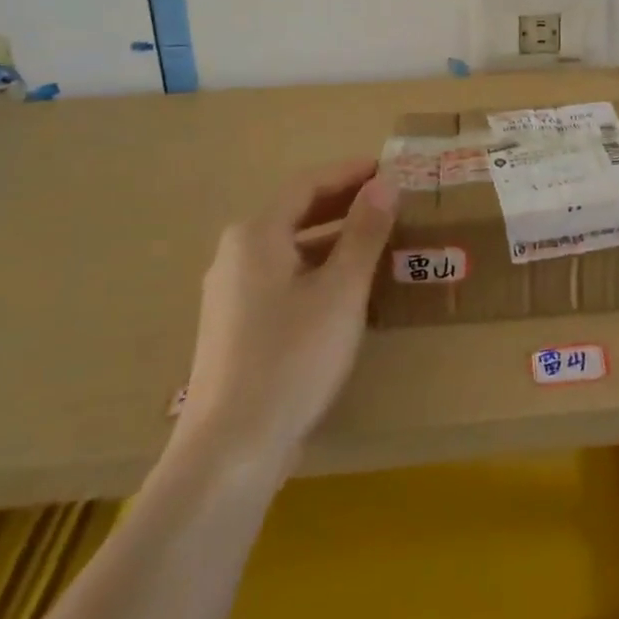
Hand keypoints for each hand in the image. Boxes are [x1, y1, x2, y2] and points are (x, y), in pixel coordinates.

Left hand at [174, 160, 397, 471]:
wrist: (231, 450)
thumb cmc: (293, 357)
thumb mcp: (342, 290)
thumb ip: (364, 232)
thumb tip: (385, 183)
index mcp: (256, 235)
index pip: (308, 185)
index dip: (349, 173)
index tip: (387, 168)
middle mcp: (235, 255)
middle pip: (295, 213)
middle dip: (342, 202)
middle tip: (388, 198)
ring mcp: (230, 294)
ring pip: (289, 249)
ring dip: (332, 238)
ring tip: (376, 240)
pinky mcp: (234, 328)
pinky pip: (282, 279)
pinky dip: (316, 269)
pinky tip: (344, 290)